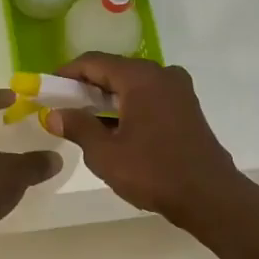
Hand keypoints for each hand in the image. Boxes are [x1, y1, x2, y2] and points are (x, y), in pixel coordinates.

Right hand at [45, 55, 245, 225]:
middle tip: (63, 107)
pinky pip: (149, 96)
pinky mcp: (187, 106)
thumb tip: (55, 114)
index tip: (47, 89)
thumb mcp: (105, 153)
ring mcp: (178, 89)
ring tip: (85, 121)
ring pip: (132, 84)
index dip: (66, 73)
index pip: (93, 62)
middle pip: (114, 70)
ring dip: (107, 98)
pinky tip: (115, 128)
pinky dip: (128, 105)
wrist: (210, 197)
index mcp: (140, 77)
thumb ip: (78, 127)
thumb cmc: (154, 172)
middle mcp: (161, 74)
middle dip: (86, 87)